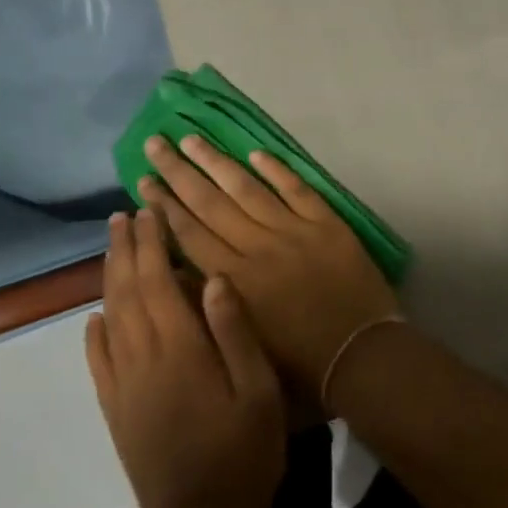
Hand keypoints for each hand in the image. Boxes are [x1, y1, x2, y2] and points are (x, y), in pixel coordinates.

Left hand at [86, 209, 284, 507]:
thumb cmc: (244, 451)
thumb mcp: (259, 389)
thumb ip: (234, 331)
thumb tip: (213, 278)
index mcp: (181, 347)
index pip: (158, 280)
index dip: (151, 243)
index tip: (148, 212)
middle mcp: (144, 358)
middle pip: (127, 292)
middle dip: (124, 250)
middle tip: (122, 217)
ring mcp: (124, 387)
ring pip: (109, 320)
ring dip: (109, 280)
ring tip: (110, 250)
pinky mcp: (117, 413)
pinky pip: (98, 364)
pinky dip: (93, 335)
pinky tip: (94, 319)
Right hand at [138, 135, 400, 395]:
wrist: (363, 357)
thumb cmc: (301, 368)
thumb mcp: (241, 349)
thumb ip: (208, 310)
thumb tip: (176, 273)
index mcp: (235, 281)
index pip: (190, 234)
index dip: (164, 207)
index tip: (144, 181)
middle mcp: (258, 248)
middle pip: (210, 203)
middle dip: (179, 172)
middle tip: (156, 143)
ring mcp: (294, 231)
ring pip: (247, 188)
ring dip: (217, 162)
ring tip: (191, 138)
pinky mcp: (327, 224)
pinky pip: (296, 189)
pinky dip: (276, 169)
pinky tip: (254, 152)